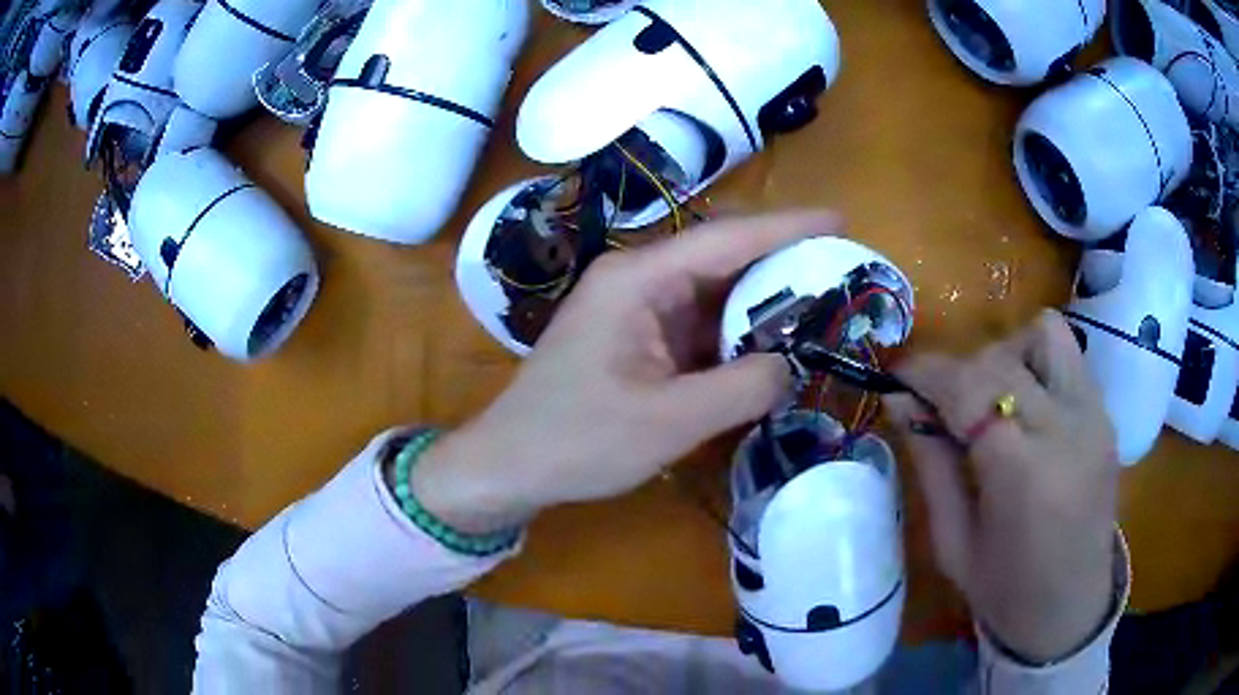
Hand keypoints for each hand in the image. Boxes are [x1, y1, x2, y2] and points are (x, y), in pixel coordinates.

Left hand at [411, 211, 842, 533]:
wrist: (510, 465)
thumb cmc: (578, 440)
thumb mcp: (670, 421)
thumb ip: (743, 388)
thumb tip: (792, 365)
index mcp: (638, 280)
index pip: (726, 239)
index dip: (786, 227)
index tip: (839, 220)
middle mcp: (637, 282)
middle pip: (722, 260)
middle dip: (781, 265)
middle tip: (840, 271)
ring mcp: (634, 310)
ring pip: (712, 295)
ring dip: (761, 304)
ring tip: (820, 308)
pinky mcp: (635, 340)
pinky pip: (697, 326)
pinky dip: (735, 336)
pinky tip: (770, 347)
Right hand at [884, 310, 1118, 663]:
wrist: (1071, 606)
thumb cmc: (1005, 591)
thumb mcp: (953, 542)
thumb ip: (931, 464)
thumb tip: (899, 401)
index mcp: (1023, 474)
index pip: (970, 390)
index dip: (927, 373)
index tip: (899, 377)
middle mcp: (1067, 429)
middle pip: (1001, 360)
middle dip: (960, 372)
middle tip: (942, 409)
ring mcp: (1094, 415)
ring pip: (1044, 335)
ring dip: (1007, 355)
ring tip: (995, 401)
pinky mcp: (1106, 413)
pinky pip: (1067, 356)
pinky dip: (1037, 364)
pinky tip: (1027, 407)